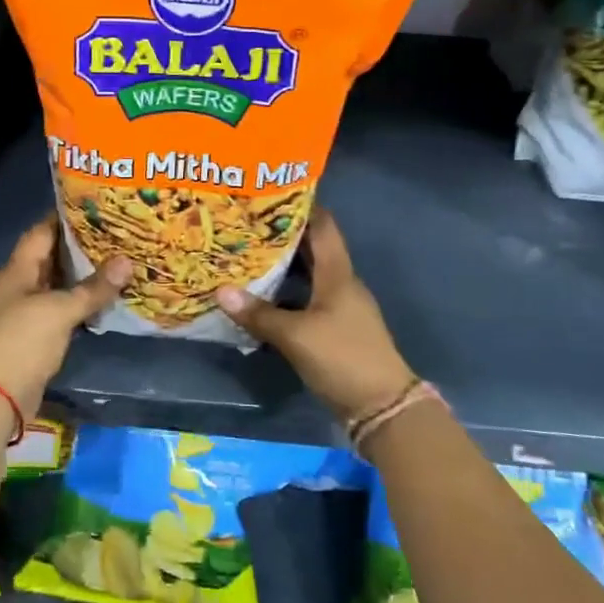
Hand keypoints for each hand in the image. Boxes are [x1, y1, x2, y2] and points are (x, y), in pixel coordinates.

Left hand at [0, 219, 130, 417]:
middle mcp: (17, 286)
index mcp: (17, 271)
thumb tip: (127, 261)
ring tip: (116, 264)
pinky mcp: (32, 337)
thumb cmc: (21, 341)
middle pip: (50, 258)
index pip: (41, 233)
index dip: (65, 218)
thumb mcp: (60, 310)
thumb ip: (93, 288)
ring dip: (81, 278)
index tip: (96, 208)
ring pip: (56, 286)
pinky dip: (78, 305)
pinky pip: (58, 311)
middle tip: (115, 236)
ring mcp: (23, 313)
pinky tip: (103, 301)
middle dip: (79, 248)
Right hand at [215, 210, 415, 423]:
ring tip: (246, 255)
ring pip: (308, 275)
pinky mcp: (335, 329)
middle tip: (245, 226)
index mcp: (338, 274)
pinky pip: (307, 299)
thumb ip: (259, 314)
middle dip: (282, 236)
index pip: (322, 226)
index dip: (301, 207)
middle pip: (312, 249)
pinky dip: (286, 294)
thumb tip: (221, 291)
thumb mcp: (296, 336)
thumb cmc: (343, 358)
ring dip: (282, 266)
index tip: (269, 195)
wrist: (382, 407)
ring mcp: (340, 307)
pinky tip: (261, 298)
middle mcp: (341, 283)